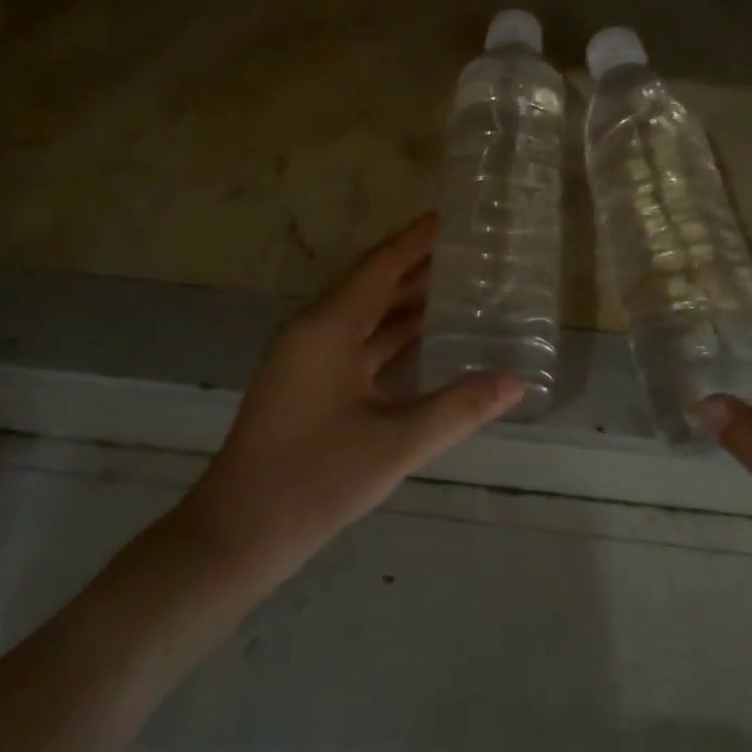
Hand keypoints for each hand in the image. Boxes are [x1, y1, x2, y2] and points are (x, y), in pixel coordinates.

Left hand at [176, 214, 523, 585]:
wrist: (236, 534)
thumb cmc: (314, 480)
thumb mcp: (395, 444)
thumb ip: (458, 408)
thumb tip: (516, 382)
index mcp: (327, 328)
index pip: (379, 267)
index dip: (414, 241)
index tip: (449, 218)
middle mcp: (313, 330)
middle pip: (370, 284)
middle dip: (415, 266)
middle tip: (465, 252)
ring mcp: (306, 358)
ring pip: (362, 315)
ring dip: (403, 301)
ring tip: (455, 287)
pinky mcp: (307, 383)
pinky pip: (354, 342)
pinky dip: (388, 334)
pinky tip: (422, 337)